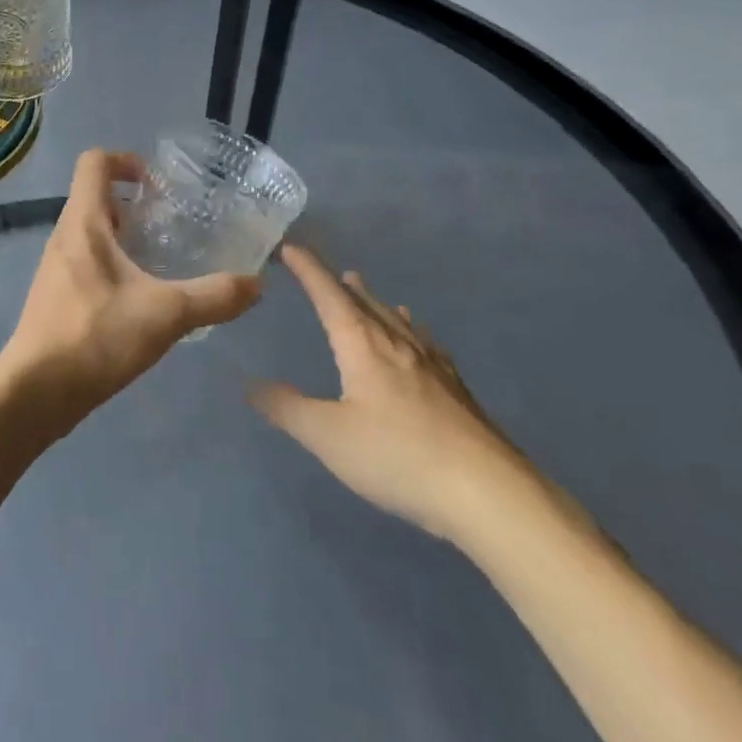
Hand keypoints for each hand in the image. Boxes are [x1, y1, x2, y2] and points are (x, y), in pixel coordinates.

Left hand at [0, 149, 261, 425]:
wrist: (35, 393)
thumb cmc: (95, 338)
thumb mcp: (165, 314)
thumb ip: (214, 296)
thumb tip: (257, 283)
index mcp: (82, 223)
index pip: (94, 162)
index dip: (126, 160)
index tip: (160, 186)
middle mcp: (64, 236)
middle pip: (96, 196)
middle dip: (135, 203)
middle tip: (173, 223)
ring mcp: (57, 267)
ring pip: (93, 232)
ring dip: (126, 236)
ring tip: (164, 259)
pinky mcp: (58, 296)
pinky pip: (88, 262)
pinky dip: (116, 265)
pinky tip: (143, 298)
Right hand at [250, 245, 522, 540]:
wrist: (490, 494)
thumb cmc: (398, 456)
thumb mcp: (328, 436)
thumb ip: (287, 408)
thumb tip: (251, 384)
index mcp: (362, 344)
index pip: (328, 295)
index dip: (308, 269)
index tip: (290, 247)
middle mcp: (397, 344)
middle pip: (365, 303)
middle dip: (341, 285)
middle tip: (328, 270)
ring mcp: (433, 366)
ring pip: (397, 321)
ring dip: (375, 303)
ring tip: (365, 291)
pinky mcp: (457, 391)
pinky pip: (425, 344)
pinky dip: (411, 331)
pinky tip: (421, 342)